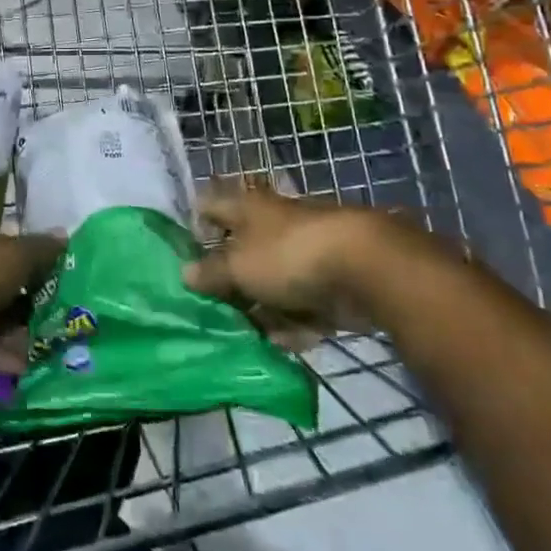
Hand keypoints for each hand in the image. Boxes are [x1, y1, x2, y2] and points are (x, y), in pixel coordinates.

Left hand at [0, 226, 63, 372]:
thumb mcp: (17, 255)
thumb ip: (42, 250)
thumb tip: (65, 235)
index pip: (23, 254)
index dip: (46, 266)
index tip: (73, 284)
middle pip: (18, 292)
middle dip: (42, 307)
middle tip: (72, 324)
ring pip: (8, 324)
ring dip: (29, 337)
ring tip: (60, 352)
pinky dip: (10, 358)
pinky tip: (33, 367)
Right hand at [183, 179, 451, 339]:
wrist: (366, 268)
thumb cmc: (287, 255)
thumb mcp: (238, 267)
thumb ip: (211, 273)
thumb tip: (185, 273)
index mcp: (248, 208)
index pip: (213, 206)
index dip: (197, 225)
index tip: (186, 253)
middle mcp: (274, 224)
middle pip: (244, 249)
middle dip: (229, 279)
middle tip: (211, 306)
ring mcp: (305, 253)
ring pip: (273, 280)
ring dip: (260, 307)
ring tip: (244, 334)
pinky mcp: (332, 282)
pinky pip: (303, 303)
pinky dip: (292, 322)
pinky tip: (281, 344)